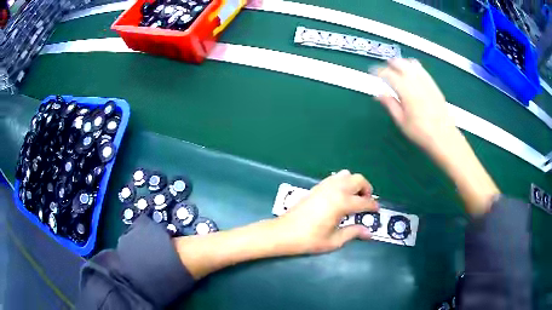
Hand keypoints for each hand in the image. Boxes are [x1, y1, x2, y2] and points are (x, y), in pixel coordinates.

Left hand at [275, 170, 377, 254]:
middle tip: (366, 202)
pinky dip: (343, 182)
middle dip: (367, 189)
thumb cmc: (309, 239)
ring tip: (354, 198)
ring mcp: (325, 186)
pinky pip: (335, 177)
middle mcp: (335, 190)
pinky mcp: (316, 187)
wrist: (284, 232)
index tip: (377, 211)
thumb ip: (353, 233)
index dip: (373, 206)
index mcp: (341, 203)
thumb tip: (369, 232)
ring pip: (346, 175)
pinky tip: (340, 195)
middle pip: (358, 180)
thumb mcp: (334, 241)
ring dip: (355, 183)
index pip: (364, 202)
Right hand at [375, 58, 457, 154]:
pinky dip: (413, 67)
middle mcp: (416, 81)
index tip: (372, 72)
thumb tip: (378, 94)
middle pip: (400, 63)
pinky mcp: (434, 84)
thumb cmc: (420, 132)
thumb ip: (390, 104)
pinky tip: (411, 74)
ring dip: (402, 63)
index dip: (378, 71)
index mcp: (406, 90)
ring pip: (411, 63)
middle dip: (389, 64)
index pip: (388, 74)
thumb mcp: (401, 121)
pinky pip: (422, 69)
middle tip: (383, 70)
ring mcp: (426, 81)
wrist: (444, 136)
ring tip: (396, 69)